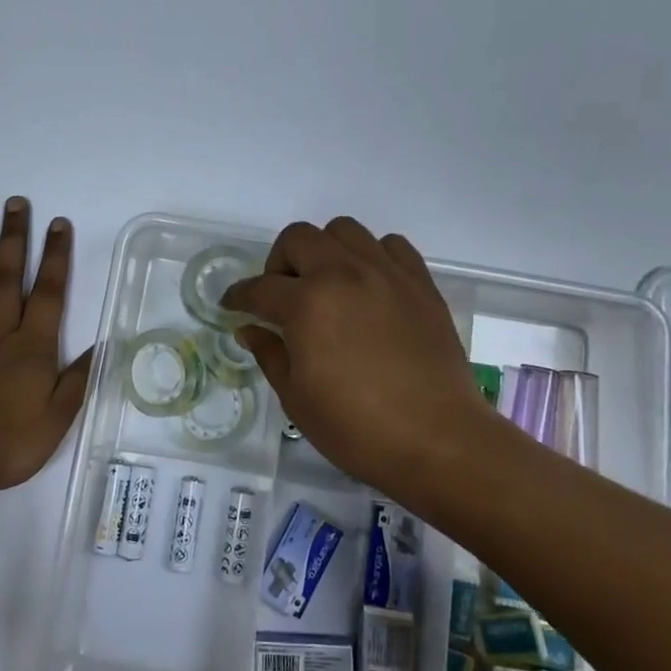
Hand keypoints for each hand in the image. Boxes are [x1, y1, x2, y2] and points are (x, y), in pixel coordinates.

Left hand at [0, 198, 93, 499]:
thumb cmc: (8, 445)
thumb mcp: (57, 420)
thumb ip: (78, 379)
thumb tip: (104, 345)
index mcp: (30, 348)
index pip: (47, 293)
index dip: (55, 256)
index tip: (57, 224)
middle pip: (5, 279)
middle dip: (12, 239)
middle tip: (14, 203)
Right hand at [221, 217, 489, 495]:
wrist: (438, 440)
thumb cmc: (357, 428)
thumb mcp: (297, 399)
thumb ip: (270, 354)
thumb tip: (249, 329)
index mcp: (307, 304)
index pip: (259, 288)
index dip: (239, 296)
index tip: (232, 305)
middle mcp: (344, 274)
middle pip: (298, 238)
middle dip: (278, 262)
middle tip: (282, 296)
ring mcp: (386, 274)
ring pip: (344, 230)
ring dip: (325, 250)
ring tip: (327, 284)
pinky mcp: (420, 283)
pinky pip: (391, 245)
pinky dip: (372, 255)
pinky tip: (369, 285)